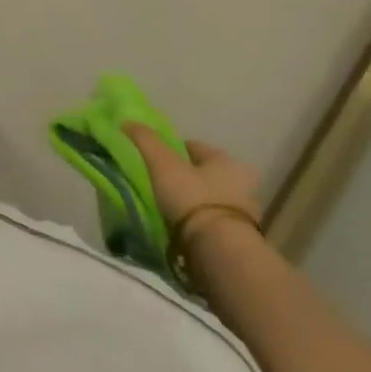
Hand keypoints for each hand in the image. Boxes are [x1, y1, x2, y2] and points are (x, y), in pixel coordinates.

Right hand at [125, 126, 262, 248]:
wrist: (219, 250)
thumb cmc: (192, 197)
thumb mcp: (162, 162)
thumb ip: (144, 139)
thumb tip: (126, 120)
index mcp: (226, 160)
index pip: (192, 146)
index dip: (170, 150)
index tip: (152, 160)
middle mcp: (242, 183)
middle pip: (202, 173)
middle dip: (184, 176)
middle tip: (159, 184)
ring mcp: (244, 213)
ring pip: (207, 197)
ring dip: (191, 201)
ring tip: (167, 207)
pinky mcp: (238, 238)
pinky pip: (210, 221)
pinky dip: (196, 221)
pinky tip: (180, 226)